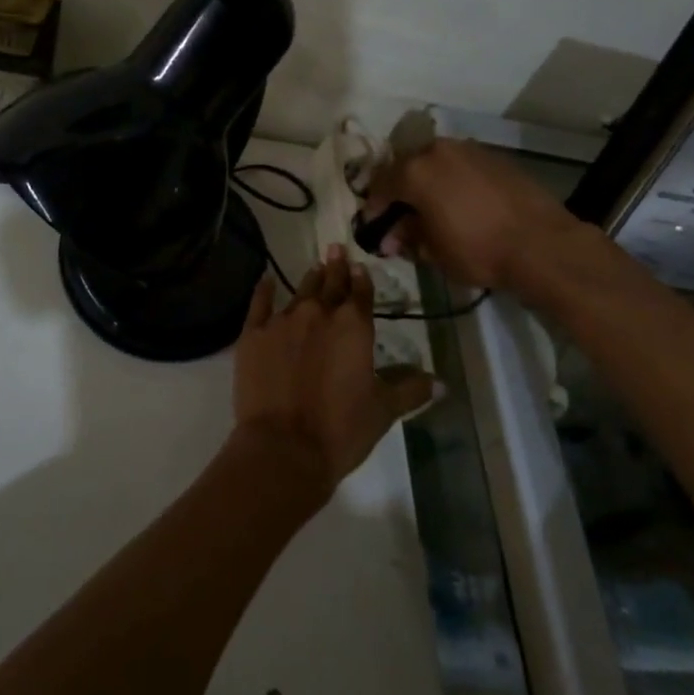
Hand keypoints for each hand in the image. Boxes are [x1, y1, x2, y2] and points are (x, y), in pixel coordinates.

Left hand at [231, 247, 437, 495]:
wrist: (283, 447)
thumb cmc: (341, 430)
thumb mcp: (383, 411)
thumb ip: (410, 390)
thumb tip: (441, 382)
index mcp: (354, 327)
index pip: (361, 294)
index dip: (362, 279)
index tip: (359, 265)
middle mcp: (318, 314)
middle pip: (330, 284)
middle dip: (336, 266)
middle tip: (335, 248)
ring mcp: (282, 321)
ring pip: (300, 291)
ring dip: (310, 279)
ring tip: (315, 266)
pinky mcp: (252, 334)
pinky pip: (259, 304)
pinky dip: (263, 291)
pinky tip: (265, 281)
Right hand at [360, 137, 587, 295]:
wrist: (542, 245)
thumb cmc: (478, 250)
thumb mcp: (433, 252)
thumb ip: (407, 237)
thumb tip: (392, 236)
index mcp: (414, 171)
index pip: (380, 186)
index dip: (374, 209)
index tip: (376, 229)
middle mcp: (437, 151)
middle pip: (406, 167)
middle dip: (401, 192)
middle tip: (403, 218)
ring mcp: (468, 149)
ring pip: (436, 163)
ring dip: (428, 183)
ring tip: (434, 209)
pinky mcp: (495, 157)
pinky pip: (462, 166)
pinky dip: (454, 181)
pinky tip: (462, 203)